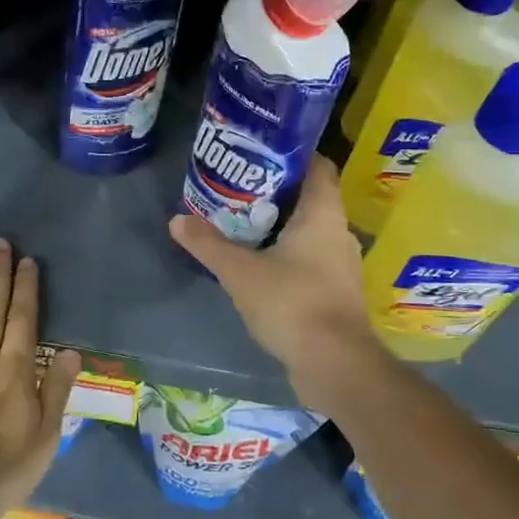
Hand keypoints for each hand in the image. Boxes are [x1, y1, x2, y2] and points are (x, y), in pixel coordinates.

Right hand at [169, 156, 385, 413]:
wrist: (335, 365)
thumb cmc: (292, 303)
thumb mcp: (240, 272)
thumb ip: (208, 244)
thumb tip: (177, 220)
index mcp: (323, 215)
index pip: (318, 167)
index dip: (293, 155)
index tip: (261, 152)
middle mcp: (339, 233)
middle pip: (311, 199)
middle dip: (276, 192)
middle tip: (238, 189)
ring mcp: (341, 265)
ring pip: (310, 232)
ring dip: (281, 227)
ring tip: (243, 225)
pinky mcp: (336, 293)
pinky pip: (311, 260)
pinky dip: (288, 256)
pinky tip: (261, 266)